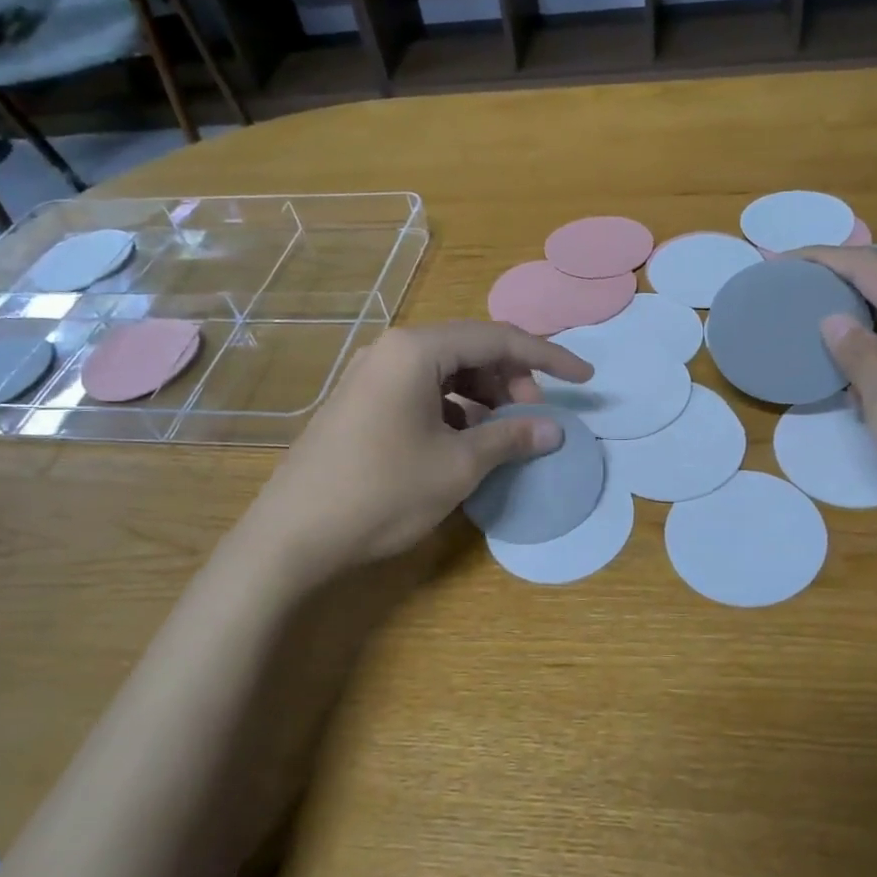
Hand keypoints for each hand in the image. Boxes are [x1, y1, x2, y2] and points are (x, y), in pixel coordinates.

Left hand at [247, 322, 592, 576]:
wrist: (292, 536)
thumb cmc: (382, 492)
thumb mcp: (457, 466)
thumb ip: (510, 439)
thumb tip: (554, 430)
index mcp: (416, 350)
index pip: (497, 339)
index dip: (548, 359)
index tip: (585, 380)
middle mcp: (392, 350)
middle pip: (470, 350)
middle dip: (512, 379)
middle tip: (534, 418)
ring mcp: (371, 375)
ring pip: (446, 372)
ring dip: (484, 396)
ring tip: (503, 433)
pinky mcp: (361, 402)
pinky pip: (422, 391)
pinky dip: (454, 410)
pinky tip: (464, 442)